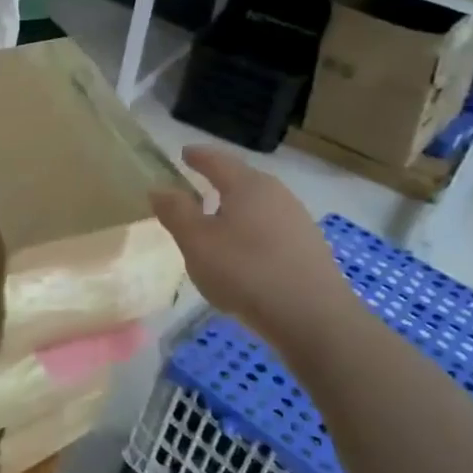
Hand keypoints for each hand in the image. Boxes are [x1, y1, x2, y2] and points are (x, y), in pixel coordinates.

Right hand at [151, 145, 359, 348]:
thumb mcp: (196, 242)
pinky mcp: (309, 249)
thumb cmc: (245, 271)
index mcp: (247, 185)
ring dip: (236, 211)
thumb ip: (175, 212)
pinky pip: (271, 230)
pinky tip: (244, 255)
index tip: (185, 154)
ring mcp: (298, 221)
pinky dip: (252, 233)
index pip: (217, 160)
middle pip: (242, 181)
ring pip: (258, 206)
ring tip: (217, 224)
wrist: (313, 318)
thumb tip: (159, 188)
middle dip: (219, 182)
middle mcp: (277, 194)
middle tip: (197, 188)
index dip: (198, 156)